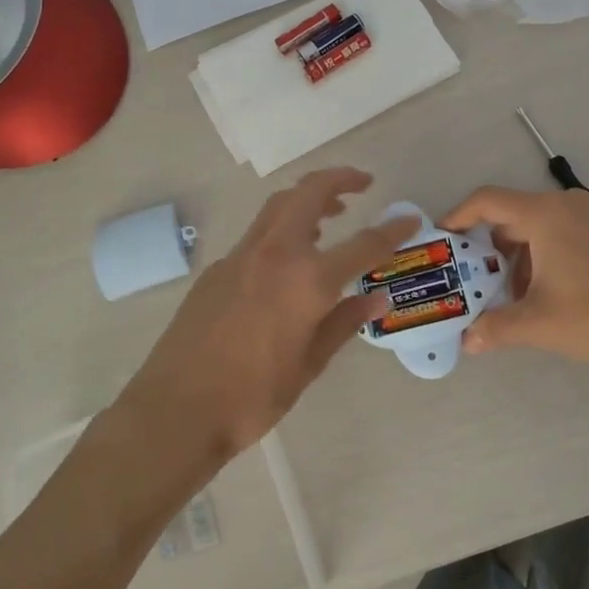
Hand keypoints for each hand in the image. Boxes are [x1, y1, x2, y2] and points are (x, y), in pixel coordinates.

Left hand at [115, 169, 416, 461]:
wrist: (177, 409)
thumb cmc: (253, 396)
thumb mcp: (309, 364)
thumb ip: (344, 322)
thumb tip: (376, 297)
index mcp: (307, 280)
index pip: (362, 244)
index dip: (391, 231)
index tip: (410, 220)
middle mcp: (275, 254)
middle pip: (309, 194)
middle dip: (339, 179)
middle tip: (363, 183)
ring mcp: (240, 256)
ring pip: (278, 206)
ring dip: (307, 198)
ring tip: (331, 213)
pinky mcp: (216, 269)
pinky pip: (257, 235)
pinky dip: (282, 228)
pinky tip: (288, 260)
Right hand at [438, 186, 588, 373]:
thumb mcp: (540, 325)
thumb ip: (495, 328)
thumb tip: (467, 341)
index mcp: (545, 215)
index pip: (487, 200)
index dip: (458, 216)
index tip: (442, 240)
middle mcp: (569, 204)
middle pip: (513, 215)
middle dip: (490, 247)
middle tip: (477, 280)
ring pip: (542, 226)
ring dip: (521, 256)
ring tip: (518, 296)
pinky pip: (568, 233)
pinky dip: (549, 255)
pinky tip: (555, 293)